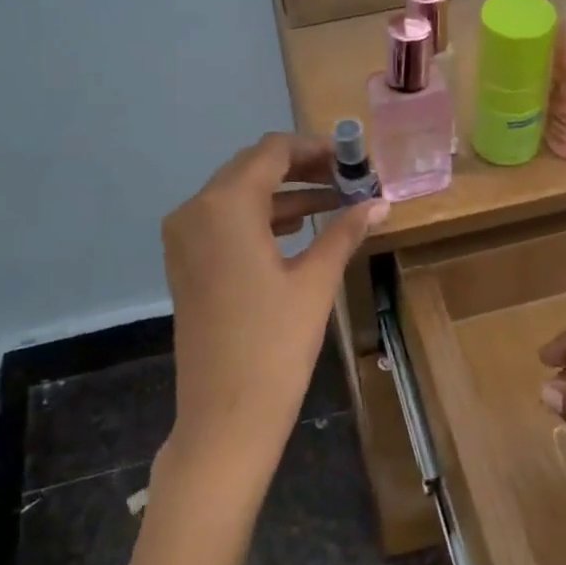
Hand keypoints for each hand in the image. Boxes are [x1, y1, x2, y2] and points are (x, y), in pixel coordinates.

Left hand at [161, 133, 387, 495]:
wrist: (225, 416)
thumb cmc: (274, 345)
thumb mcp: (315, 282)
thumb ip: (345, 232)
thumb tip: (381, 203)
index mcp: (225, 206)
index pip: (272, 152)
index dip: (315, 148)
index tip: (352, 157)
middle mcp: (195, 210)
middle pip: (252, 168)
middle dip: (302, 168)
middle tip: (348, 177)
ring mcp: (184, 238)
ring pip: (238, 195)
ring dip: (284, 193)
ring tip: (335, 201)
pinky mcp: (186, 263)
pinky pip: (225, 222)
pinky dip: (262, 218)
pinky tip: (300, 228)